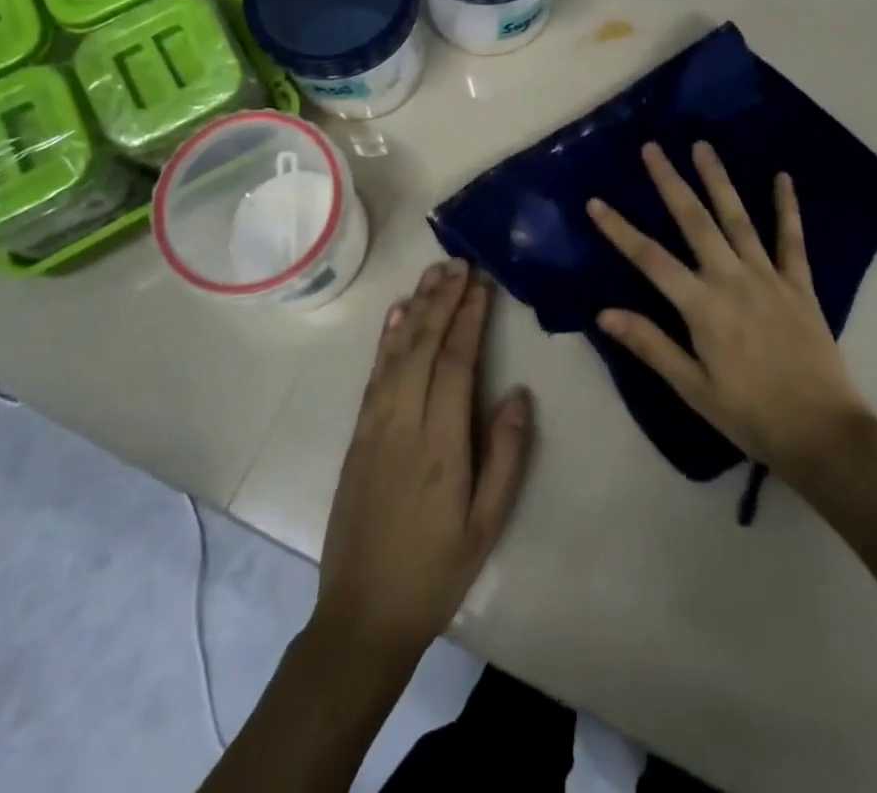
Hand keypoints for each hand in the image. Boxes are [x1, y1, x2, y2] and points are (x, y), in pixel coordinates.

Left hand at [313, 259, 533, 664]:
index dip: (469, 317)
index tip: (481, 283)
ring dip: (416, 308)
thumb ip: (507, 454)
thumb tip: (518, 392)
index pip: (456, 361)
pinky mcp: (358, 434)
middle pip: (423, 345)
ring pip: (396, 352)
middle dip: (442, 300)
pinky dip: (387, 338)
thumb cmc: (436, 569)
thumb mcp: (487, 522)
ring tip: (432, 274)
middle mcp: (403, 421)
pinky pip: (375, 373)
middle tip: (458, 262)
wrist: (362, 614)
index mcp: (441, 442)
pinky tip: (398, 316)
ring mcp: (374, 425)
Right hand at [587, 142, 873, 485]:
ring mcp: (768, 277)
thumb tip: (603, 313)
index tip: (595, 201)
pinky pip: (792, 239)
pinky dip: (787, 207)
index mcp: (702, 307)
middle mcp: (732, 280)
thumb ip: (651, 345)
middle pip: (694, 221)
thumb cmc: (749, 415)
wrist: (823, 433)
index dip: (620, 229)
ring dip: (718, 180)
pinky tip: (783, 177)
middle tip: (653, 148)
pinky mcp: (800, 284)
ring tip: (702, 146)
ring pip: (737, 218)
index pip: (650, 259)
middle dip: (670, 182)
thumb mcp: (692, 388)